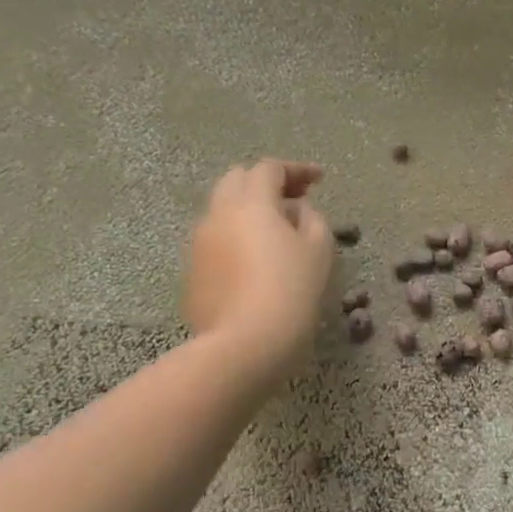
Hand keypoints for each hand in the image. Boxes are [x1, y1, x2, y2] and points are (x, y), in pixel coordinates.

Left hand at [184, 160, 332, 374]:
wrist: (246, 342)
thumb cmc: (292, 290)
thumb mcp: (318, 249)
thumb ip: (312, 218)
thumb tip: (296, 210)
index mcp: (251, 203)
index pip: (269, 169)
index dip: (296, 169)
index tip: (319, 180)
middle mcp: (217, 214)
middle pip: (237, 180)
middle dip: (265, 183)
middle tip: (294, 200)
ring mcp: (199, 244)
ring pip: (222, 211)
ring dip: (249, 210)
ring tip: (276, 232)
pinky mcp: (193, 271)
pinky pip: (216, 241)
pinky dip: (237, 237)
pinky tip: (256, 262)